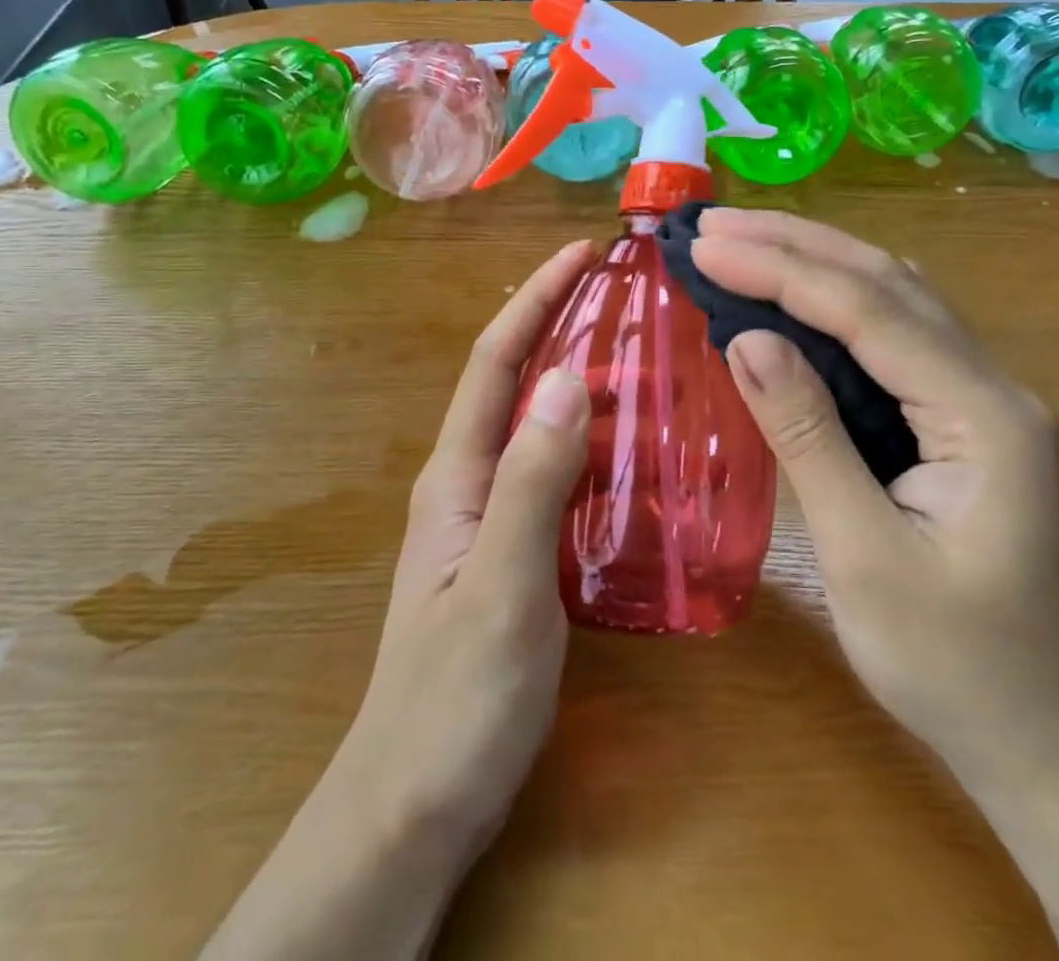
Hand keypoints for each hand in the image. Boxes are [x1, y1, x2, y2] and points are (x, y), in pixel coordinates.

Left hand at [202, 240, 595, 960]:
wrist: (415, 804)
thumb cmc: (454, 700)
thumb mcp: (501, 586)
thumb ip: (532, 481)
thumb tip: (569, 376)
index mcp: (456, 474)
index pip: (496, 361)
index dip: (536, 299)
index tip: (582, 254)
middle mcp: (468, 480)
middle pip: (515, 381)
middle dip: (560, 324)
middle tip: (626, 295)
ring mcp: (488, 516)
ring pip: (538, 424)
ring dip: (580, 378)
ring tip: (643, 353)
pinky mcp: (512, 549)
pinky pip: (554, 470)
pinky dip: (589, 438)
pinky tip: (632, 446)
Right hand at [691, 209, 1058, 788]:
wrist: (1040, 740)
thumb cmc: (953, 666)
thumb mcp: (865, 556)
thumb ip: (809, 436)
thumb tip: (745, 339)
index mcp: (983, 414)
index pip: (869, 311)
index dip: (781, 271)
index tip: (706, 248)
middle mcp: (990, 384)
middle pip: (886, 283)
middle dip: (796, 244)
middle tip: (713, 224)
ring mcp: (977, 397)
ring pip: (892, 298)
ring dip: (814, 261)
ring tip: (740, 240)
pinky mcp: (955, 417)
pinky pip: (890, 335)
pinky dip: (831, 303)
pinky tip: (790, 294)